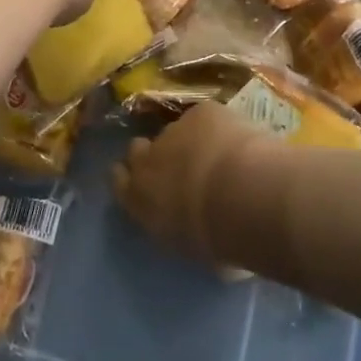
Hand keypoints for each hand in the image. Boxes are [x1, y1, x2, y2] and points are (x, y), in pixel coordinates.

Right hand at [111, 102, 273, 264]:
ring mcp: (175, 130)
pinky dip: (218, 127)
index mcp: (140, 199)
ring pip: (177, 132)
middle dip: (154, 154)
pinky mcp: (202, 112)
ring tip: (219, 155)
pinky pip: (206, 118)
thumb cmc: (216, 237)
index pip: (119, 181)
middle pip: (138, 149)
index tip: (141, 182)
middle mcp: (149, 160)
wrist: (241, 194)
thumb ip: (179, 229)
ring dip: (191, 141)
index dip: (130, 179)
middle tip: (178, 165)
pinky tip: (237, 140)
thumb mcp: (190, 248)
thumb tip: (190, 226)